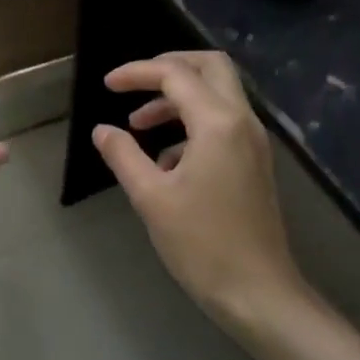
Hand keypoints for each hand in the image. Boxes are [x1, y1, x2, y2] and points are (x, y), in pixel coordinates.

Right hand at [91, 52, 310, 330]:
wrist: (258, 292)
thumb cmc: (201, 244)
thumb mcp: (151, 197)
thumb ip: (123, 155)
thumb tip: (102, 130)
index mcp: (218, 124)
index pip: (175, 75)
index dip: (137, 72)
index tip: (106, 85)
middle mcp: (242, 122)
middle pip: (211, 67)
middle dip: (169, 67)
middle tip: (133, 84)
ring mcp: (253, 142)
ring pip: (218, 94)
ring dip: (178, 97)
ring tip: (139, 124)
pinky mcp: (254, 163)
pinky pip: (222, 123)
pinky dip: (191, 123)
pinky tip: (165, 161)